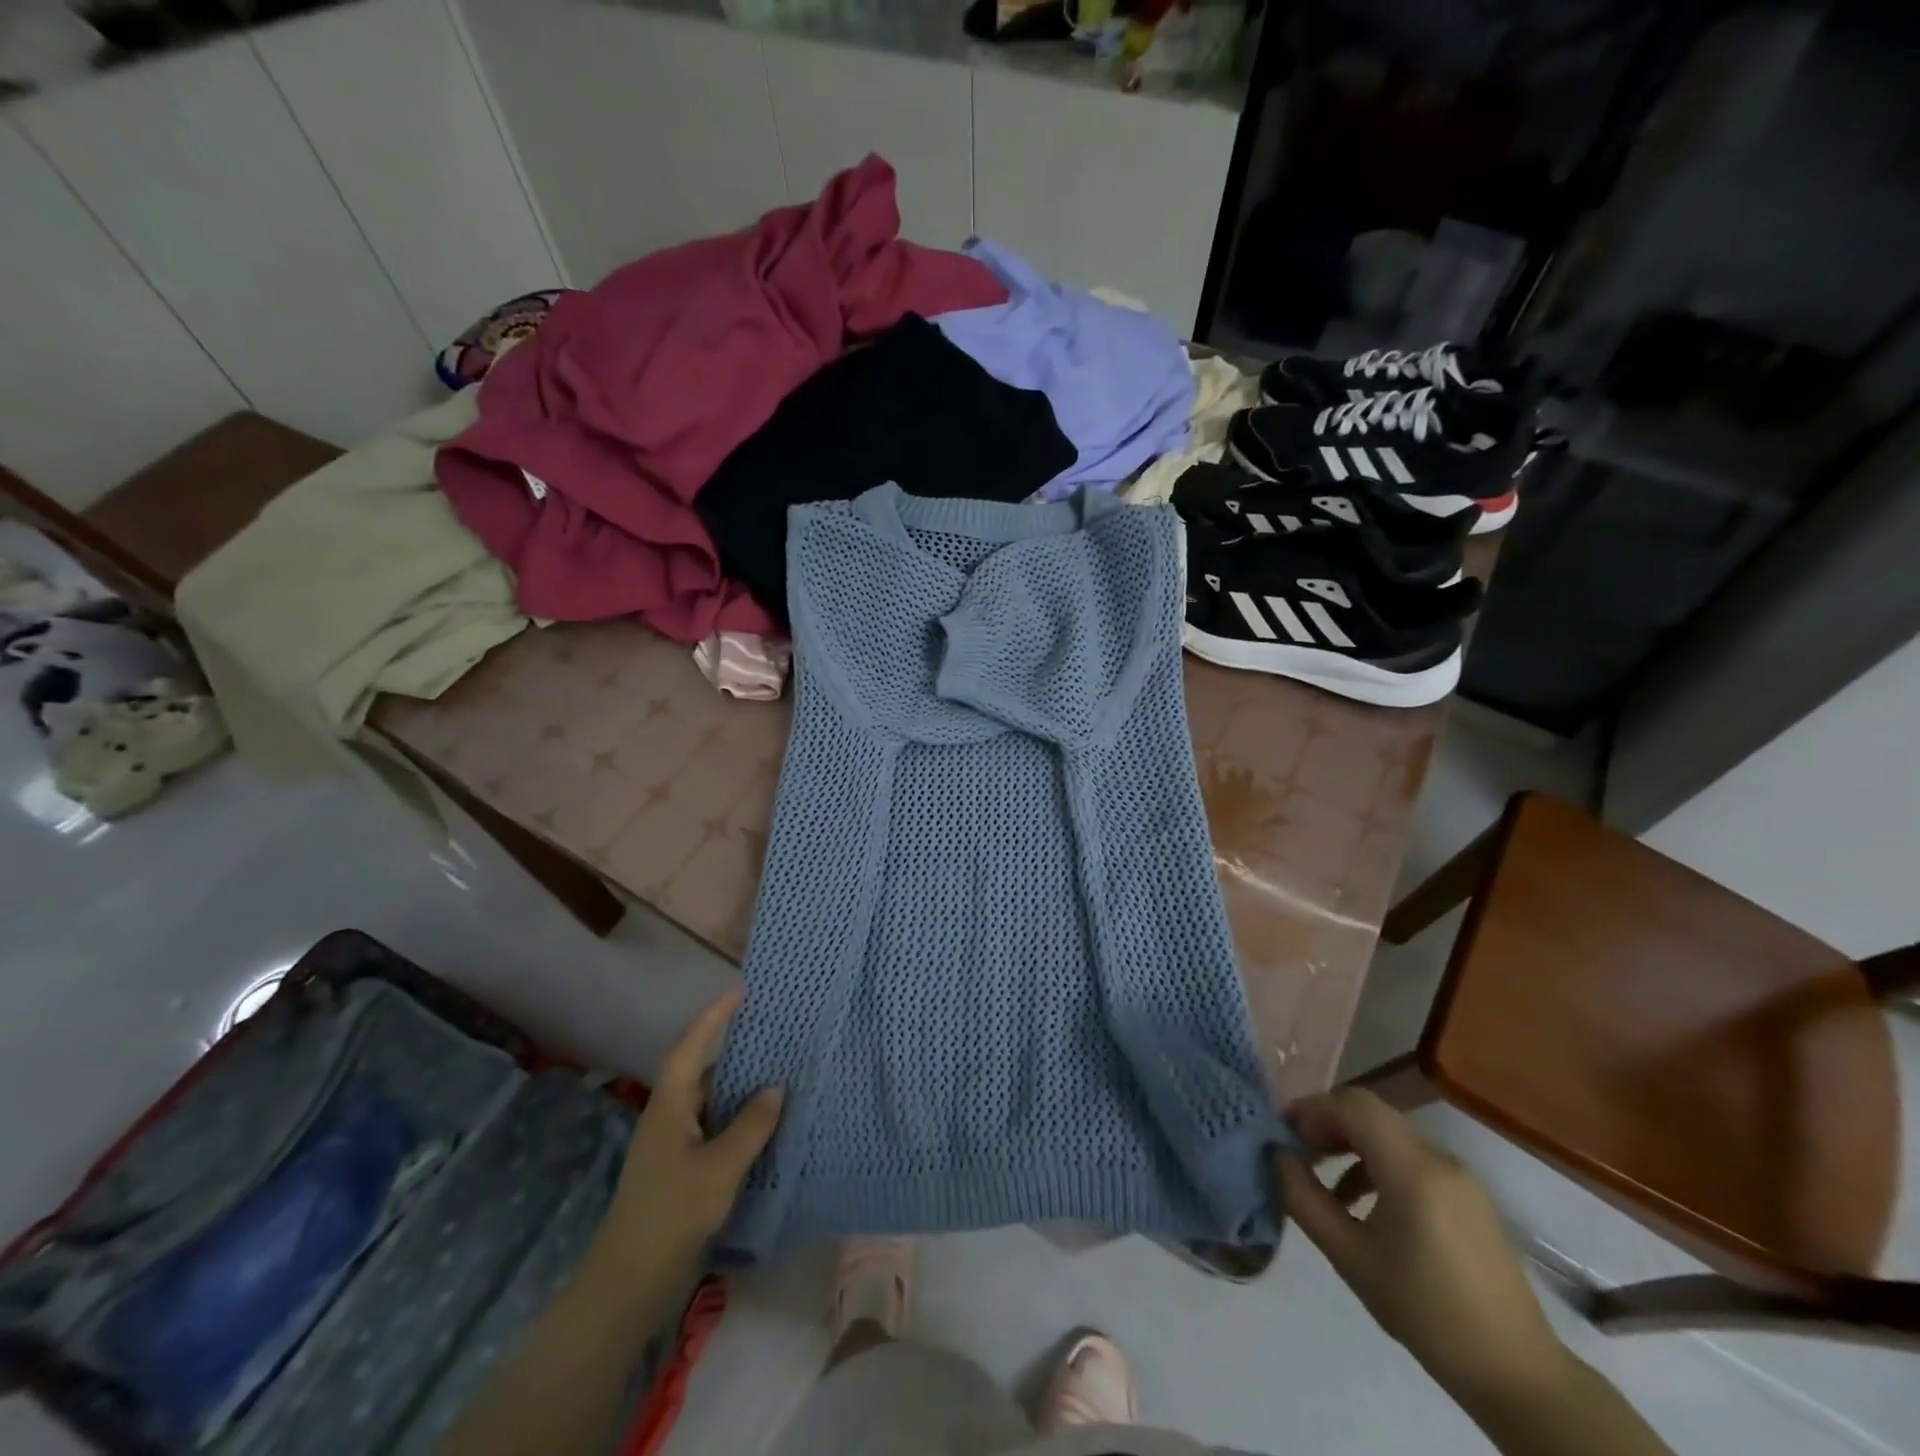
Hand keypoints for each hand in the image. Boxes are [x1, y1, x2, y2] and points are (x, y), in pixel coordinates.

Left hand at [598, 990, 783, 1273]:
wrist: (628, 1283)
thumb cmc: (672, 1214)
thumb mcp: (720, 1167)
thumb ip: (751, 1126)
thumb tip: (776, 1087)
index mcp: (670, 1105)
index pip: (691, 1046)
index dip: (714, 1016)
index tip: (740, 991)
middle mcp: (668, 1115)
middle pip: (700, 1067)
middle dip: (730, 1044)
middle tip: (769, 1026)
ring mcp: (672, 1143)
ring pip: (708, 1099)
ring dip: (737, 1082)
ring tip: (775, 1065)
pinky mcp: (680, 1168)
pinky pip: (712, 1125)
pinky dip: (736, 1115)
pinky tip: (762, 1121)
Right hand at [1274, 1088, 1569, 1401]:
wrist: (1518, 1374)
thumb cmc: (1426, 1314)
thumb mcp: (1351, 1259)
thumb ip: (1305, 1200)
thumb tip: (1278, 1157)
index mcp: (1413, 1170)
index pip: (1353, 1106)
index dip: (1311, 1108)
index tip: (1282, 1133)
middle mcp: (1438, 1158)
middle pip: (1370, 1112)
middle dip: (1326, 1122)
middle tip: (1296, 1150)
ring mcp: (1458, 1175)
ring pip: (1389, 1132)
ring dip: (1349, 1141)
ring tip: (1320, 1174)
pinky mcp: (1467, 1194)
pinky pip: (1410, 1156)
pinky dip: (1376, 1161)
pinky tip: (1359, 1200)